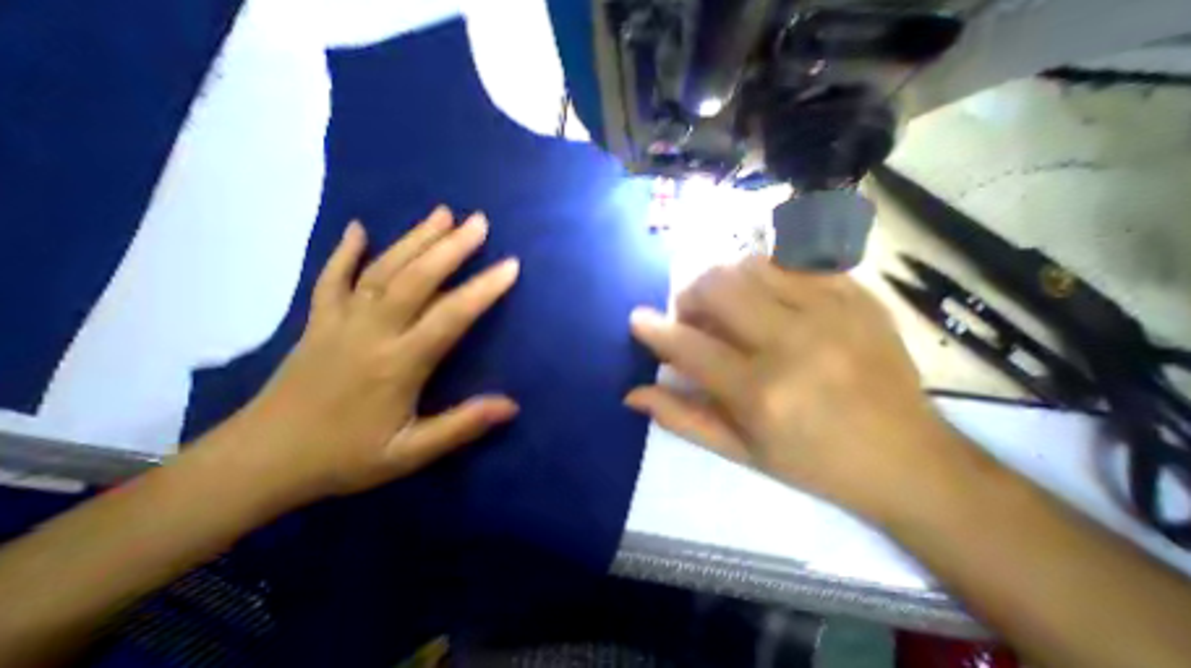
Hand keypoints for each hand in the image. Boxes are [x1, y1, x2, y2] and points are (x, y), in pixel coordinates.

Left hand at [218, 207, 522, 503]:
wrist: (257, 464)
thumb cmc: (342, 458)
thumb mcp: (409, 454)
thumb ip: (461, 426)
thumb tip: (511, 405)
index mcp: (398, 364)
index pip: (450, 316)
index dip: (483, 290)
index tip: (510, 266)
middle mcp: (371, 332)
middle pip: (415, 279)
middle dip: (451, 247)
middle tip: (479, 222)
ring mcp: (340, 321)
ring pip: (382, 270)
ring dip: (414, 238)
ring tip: (442, 213)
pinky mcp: (318, 321)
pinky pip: (331, 278)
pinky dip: (345, 251)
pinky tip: (359, 228)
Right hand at [626, 259, 959, 518]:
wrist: (909, 460)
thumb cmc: (813, 462)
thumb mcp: (739, 451)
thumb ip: (680, 417)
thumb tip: (632, 394)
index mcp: (762, 393)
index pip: (688, 346)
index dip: (654, 330)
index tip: (637, 319)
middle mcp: (794, 344)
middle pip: (718, 287)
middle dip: (689, 296)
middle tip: (691, 317)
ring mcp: (832, 312)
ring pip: (751, 264)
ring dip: (724, 281)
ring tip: (727, 307)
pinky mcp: (857, 296)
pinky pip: (794, 261)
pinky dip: (765, 273)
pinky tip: (766, 296)